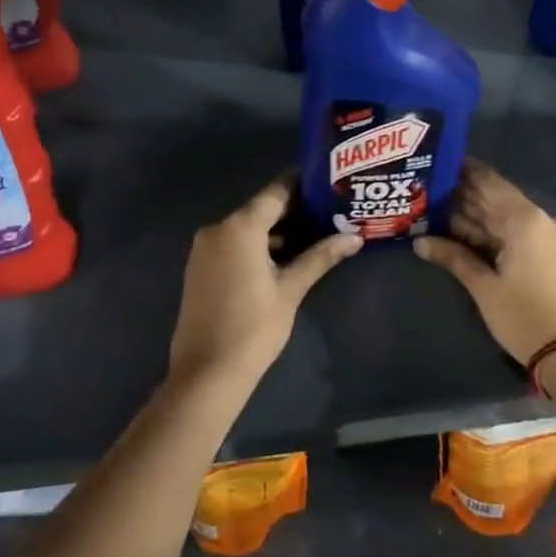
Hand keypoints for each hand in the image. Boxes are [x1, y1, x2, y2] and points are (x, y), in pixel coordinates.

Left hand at [168, 178, 360, 392]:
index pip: (276, 192)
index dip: (302, 185)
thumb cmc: (253, 328)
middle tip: (330, 210)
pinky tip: (285, 256)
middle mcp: (218, 228)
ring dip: (277, 229)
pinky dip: (257, 244)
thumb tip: (355, 238)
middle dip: (294, 210)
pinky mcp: (201, 267)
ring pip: (247, 227)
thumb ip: (320, 257)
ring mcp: (205, 248)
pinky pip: (234, 243)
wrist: (206, 373)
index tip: (328, 183)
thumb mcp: (291, 290)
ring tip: (316, 233)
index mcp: (240, 227)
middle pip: (261, 209)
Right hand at [414, 160, 555, 364]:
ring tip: (436, 208)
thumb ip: (453, 257)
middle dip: (463, 195)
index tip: (438, 161)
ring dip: (474, 216)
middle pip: (496, 199)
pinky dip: (490, 232)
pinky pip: (515, 233)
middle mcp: (540, 220)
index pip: (489, 182)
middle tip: (429, 188)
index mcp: (526, 219)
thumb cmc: (524, 316)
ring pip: (504, 217)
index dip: (463, 171)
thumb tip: (418, 241)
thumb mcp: (484, 287)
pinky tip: (461, 233)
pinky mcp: (550, 254)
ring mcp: (548, 237)